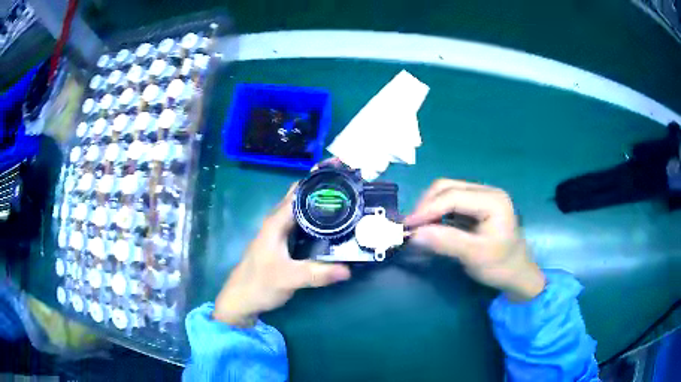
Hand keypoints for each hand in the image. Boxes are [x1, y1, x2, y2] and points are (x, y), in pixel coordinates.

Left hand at [213, 184, 351, 326]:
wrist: (242, 299)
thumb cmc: (259, 284)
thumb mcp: (289, 279)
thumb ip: (317, 273)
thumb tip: (348, 269)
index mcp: (276, 222)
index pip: (299, 192)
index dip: (318, 180)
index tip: (341, 174)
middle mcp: (277, 222)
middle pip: (301, 197)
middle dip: (322, 188)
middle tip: (349, 185)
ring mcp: (279, 232)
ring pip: (301, 210)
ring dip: (319, 202)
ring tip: (345, 199)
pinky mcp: (283, 242)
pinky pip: (302, 224)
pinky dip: (316, 219)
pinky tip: (331, 224)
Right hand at [404, 179, 544, 301]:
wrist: (517, 273)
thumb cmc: (501, 266)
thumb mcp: (475, 256)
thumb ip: (446, 242)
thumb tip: (414, 234)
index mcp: (492, 200)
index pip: (452, 196)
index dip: (427, 209)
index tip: (407, 226)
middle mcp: (486, 192)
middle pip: (447, 188)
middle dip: (426, 205)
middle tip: (410, 227)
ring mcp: (481, 198)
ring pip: (446, 193)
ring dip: (429, 208)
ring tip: (417, 227)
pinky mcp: (476, 207)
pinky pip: (450, 203)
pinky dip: (436, 213)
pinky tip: (429, 226)